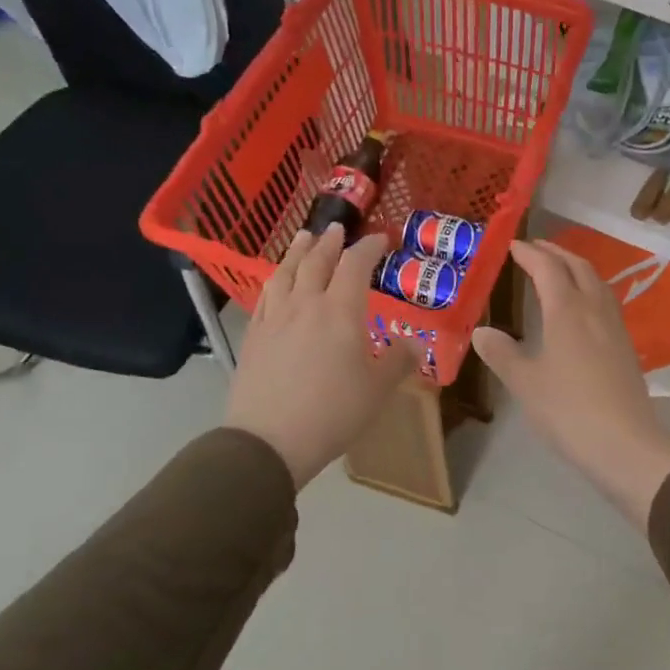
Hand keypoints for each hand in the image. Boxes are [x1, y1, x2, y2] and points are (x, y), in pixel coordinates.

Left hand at [223, 224, 418, 487]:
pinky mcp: (254, 337)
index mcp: (340, 311)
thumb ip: (399, 361)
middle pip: (316, 261)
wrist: (269, 440)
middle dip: (330, 243)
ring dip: (297, 252)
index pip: (355, 265)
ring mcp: (275, 319)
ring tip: (304, 238)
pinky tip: (276, 282)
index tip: (381, 239)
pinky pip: (265, 296)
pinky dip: (275, 280)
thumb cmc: (333, 413)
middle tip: (337, 229)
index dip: (369, 248)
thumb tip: (414, 342)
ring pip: (285, 273)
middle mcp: (306, 305)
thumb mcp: (378, 390)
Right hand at [471, 240, 669, 529]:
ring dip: (576, 268)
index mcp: (567, 310)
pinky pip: (606, 303)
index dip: (529, 253)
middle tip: (534, 249)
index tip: (512, 245)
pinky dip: (589, 290)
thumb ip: (502, 353)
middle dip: (556, 253)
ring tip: (557, 271)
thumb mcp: (525, 383)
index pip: (548, 268)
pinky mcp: (626, 347)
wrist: (625, 444)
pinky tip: (581, 310)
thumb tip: (481, 332)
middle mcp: (594, 309)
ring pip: (597, 283)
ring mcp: (615, 328)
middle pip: (578, 267)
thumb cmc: (568, 410)